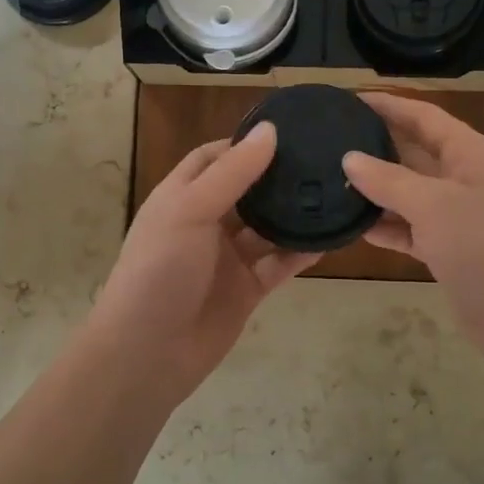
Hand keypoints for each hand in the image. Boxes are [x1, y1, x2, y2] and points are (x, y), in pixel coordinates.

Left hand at [84, 123, 316, 404]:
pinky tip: (331, 238)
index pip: (214, 158)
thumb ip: (232, 173)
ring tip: (335, 192)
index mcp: (181, 197)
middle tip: (324, 158)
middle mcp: (205, 223)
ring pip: (267, 228)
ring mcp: (227, 258)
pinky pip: (279, 264)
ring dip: (294, 214)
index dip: (244, 143)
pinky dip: (301, 251)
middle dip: (278, 177)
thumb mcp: (190, 210)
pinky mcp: (247, 290)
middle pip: (246, 190)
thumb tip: (270, 130)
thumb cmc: (160, 270)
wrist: (148, 353)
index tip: (288, 131)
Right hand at [343, 93, 483, 379]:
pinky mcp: (449, 250)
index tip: (349, 99)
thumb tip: (349, 158)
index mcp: (471, 154)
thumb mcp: (434, 205)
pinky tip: (354, 226)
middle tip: (330, 142)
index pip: (425, 116)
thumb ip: (389, 180)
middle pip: (415, 152)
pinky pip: (410, 229)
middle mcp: (465, 178)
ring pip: (409, 193)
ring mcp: (458, 216)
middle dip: (376, 146)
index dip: (389, 105)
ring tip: (330, 182)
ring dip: (376, 190)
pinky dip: (386, 227)